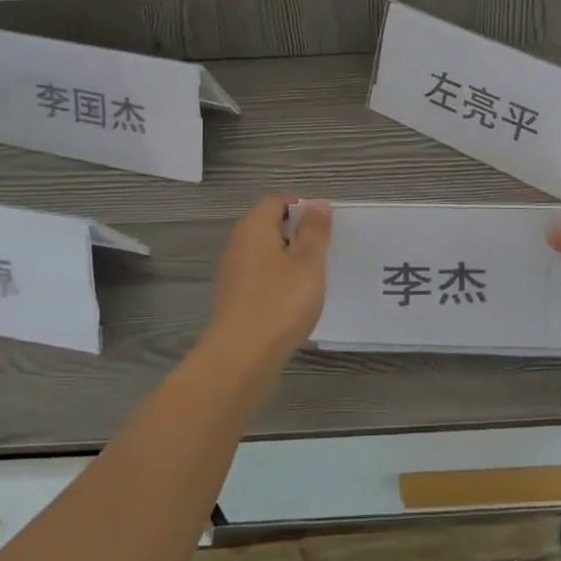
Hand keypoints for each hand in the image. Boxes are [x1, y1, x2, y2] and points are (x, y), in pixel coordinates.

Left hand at [203, 195, 331, 368]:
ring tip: (317, 275)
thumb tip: (317, 204)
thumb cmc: (280, 302)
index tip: (327, 223)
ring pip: (267, 254)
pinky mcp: (235, 299)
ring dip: (290, 259)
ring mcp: (234, 273)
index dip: (303, 207)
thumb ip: (314, 230)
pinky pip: (262, 277)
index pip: (277, 202)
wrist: (241, 358)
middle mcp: (238, 244)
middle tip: (326, 248)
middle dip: (298, 233)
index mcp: (254, 228)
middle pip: (270, 226)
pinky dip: (280, 281)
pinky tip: (297, 300)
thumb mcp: (308, 261)